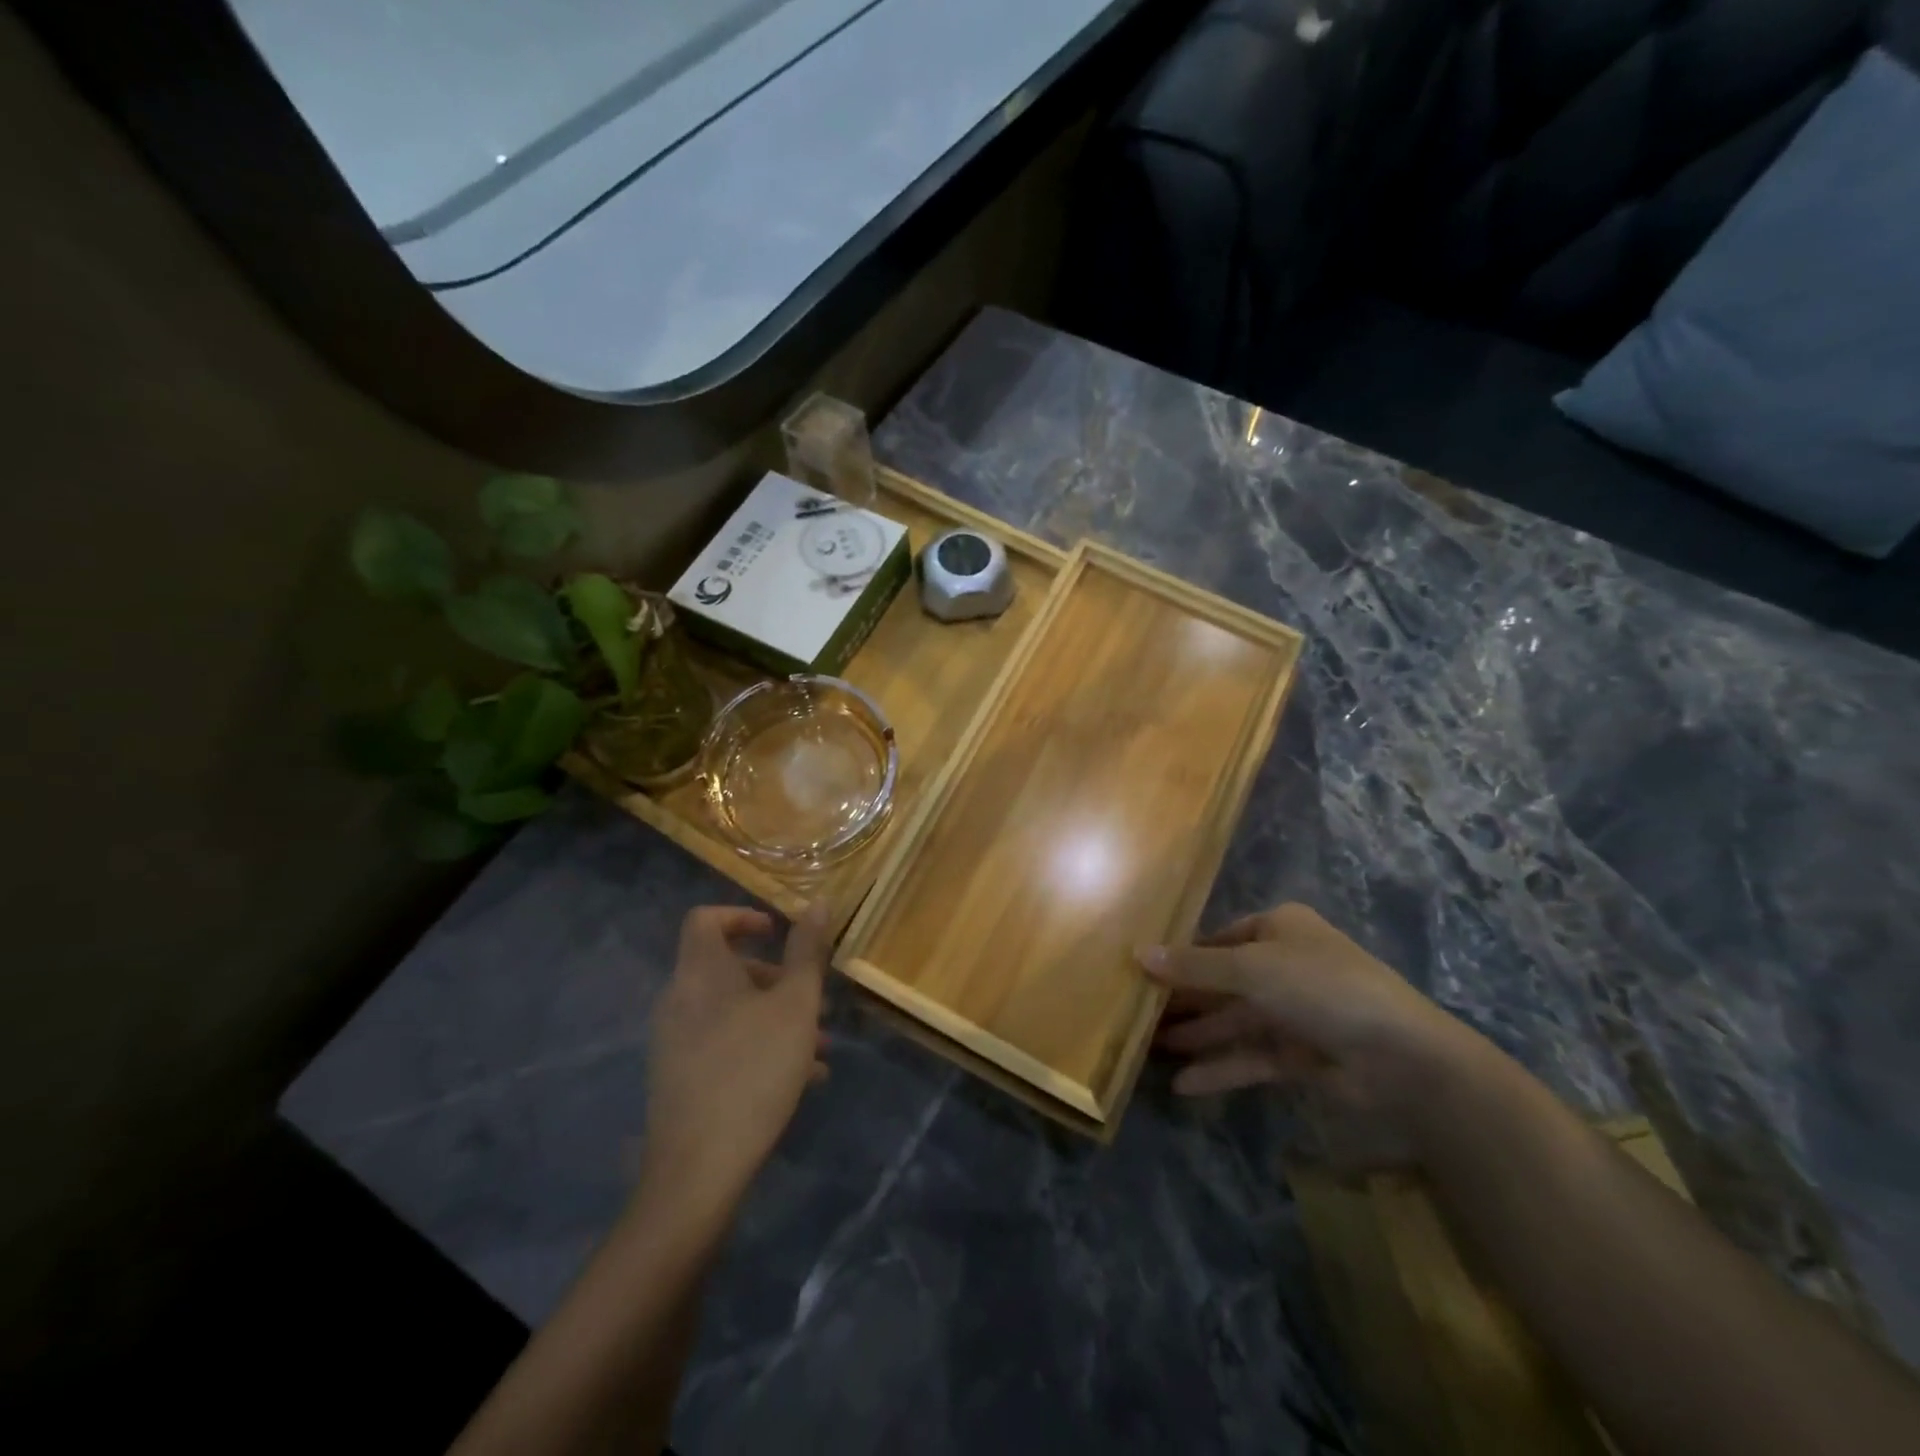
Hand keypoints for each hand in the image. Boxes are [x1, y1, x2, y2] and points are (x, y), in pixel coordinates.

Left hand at [639, 903, 831, 1219]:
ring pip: (730, 1010)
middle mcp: (679, 1000)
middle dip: (776, 978)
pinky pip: (721, 1043)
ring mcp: (674, 1041)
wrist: (699, 1168)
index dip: (742, 916)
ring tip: (819, 1046)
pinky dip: (757, 1045)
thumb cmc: (754, 1070)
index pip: (705, 919)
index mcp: (700, 972)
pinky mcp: (678, 1078)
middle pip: (726, 968)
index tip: (778, 933)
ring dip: (774, 1017)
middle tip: (813, 1000)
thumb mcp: (796, 1006)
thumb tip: (820, 901)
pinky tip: (800, 1079)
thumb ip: (808, 952)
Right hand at [1141, 903, 1494, 1169]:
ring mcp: (1295, 1011)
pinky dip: (1221, 1068)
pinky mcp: (1302, 1054)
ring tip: (1149, 1049)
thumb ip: (1193, 966)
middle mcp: (1285, 964)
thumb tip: (1138, 954)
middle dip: (1183, 1000)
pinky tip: (1184, 1084)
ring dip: (1197, 1035)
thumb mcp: (1250, 968)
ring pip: (1234, 1021)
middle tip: (1136, 1015)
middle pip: (1222, 981)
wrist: (1401, 1056)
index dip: (1181, 955)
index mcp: (1278, 928)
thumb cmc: (1321, 987)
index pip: (1218, 939)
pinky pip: (1252, 1056)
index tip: (1140, 973)